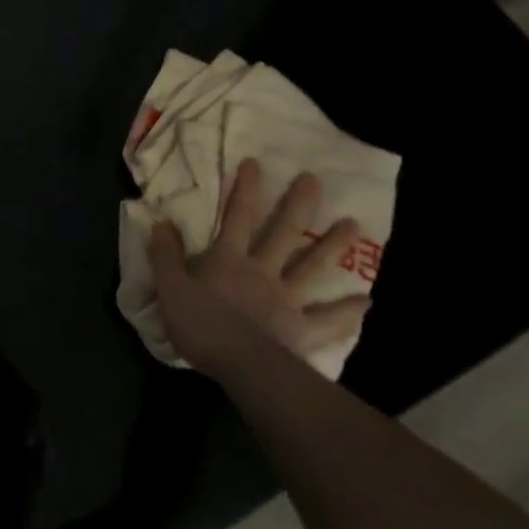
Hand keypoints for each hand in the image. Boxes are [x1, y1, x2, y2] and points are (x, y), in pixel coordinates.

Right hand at [149, 160, 370, 379]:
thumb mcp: (170, 287)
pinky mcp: (302, 330)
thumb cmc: (201, 324)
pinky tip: (368, 301)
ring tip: (353, 224)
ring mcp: (286, 299)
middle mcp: (262, 271)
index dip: (246, 189)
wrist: (238, 365)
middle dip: (298, 205)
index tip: (256, 163)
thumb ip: (165, 254)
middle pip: (283, 233)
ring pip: (312, 267)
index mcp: (229, 259)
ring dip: (332, 245)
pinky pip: (329, 319)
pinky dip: (349, 311)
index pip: (238, 216)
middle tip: (315, 180)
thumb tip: (160, 221)